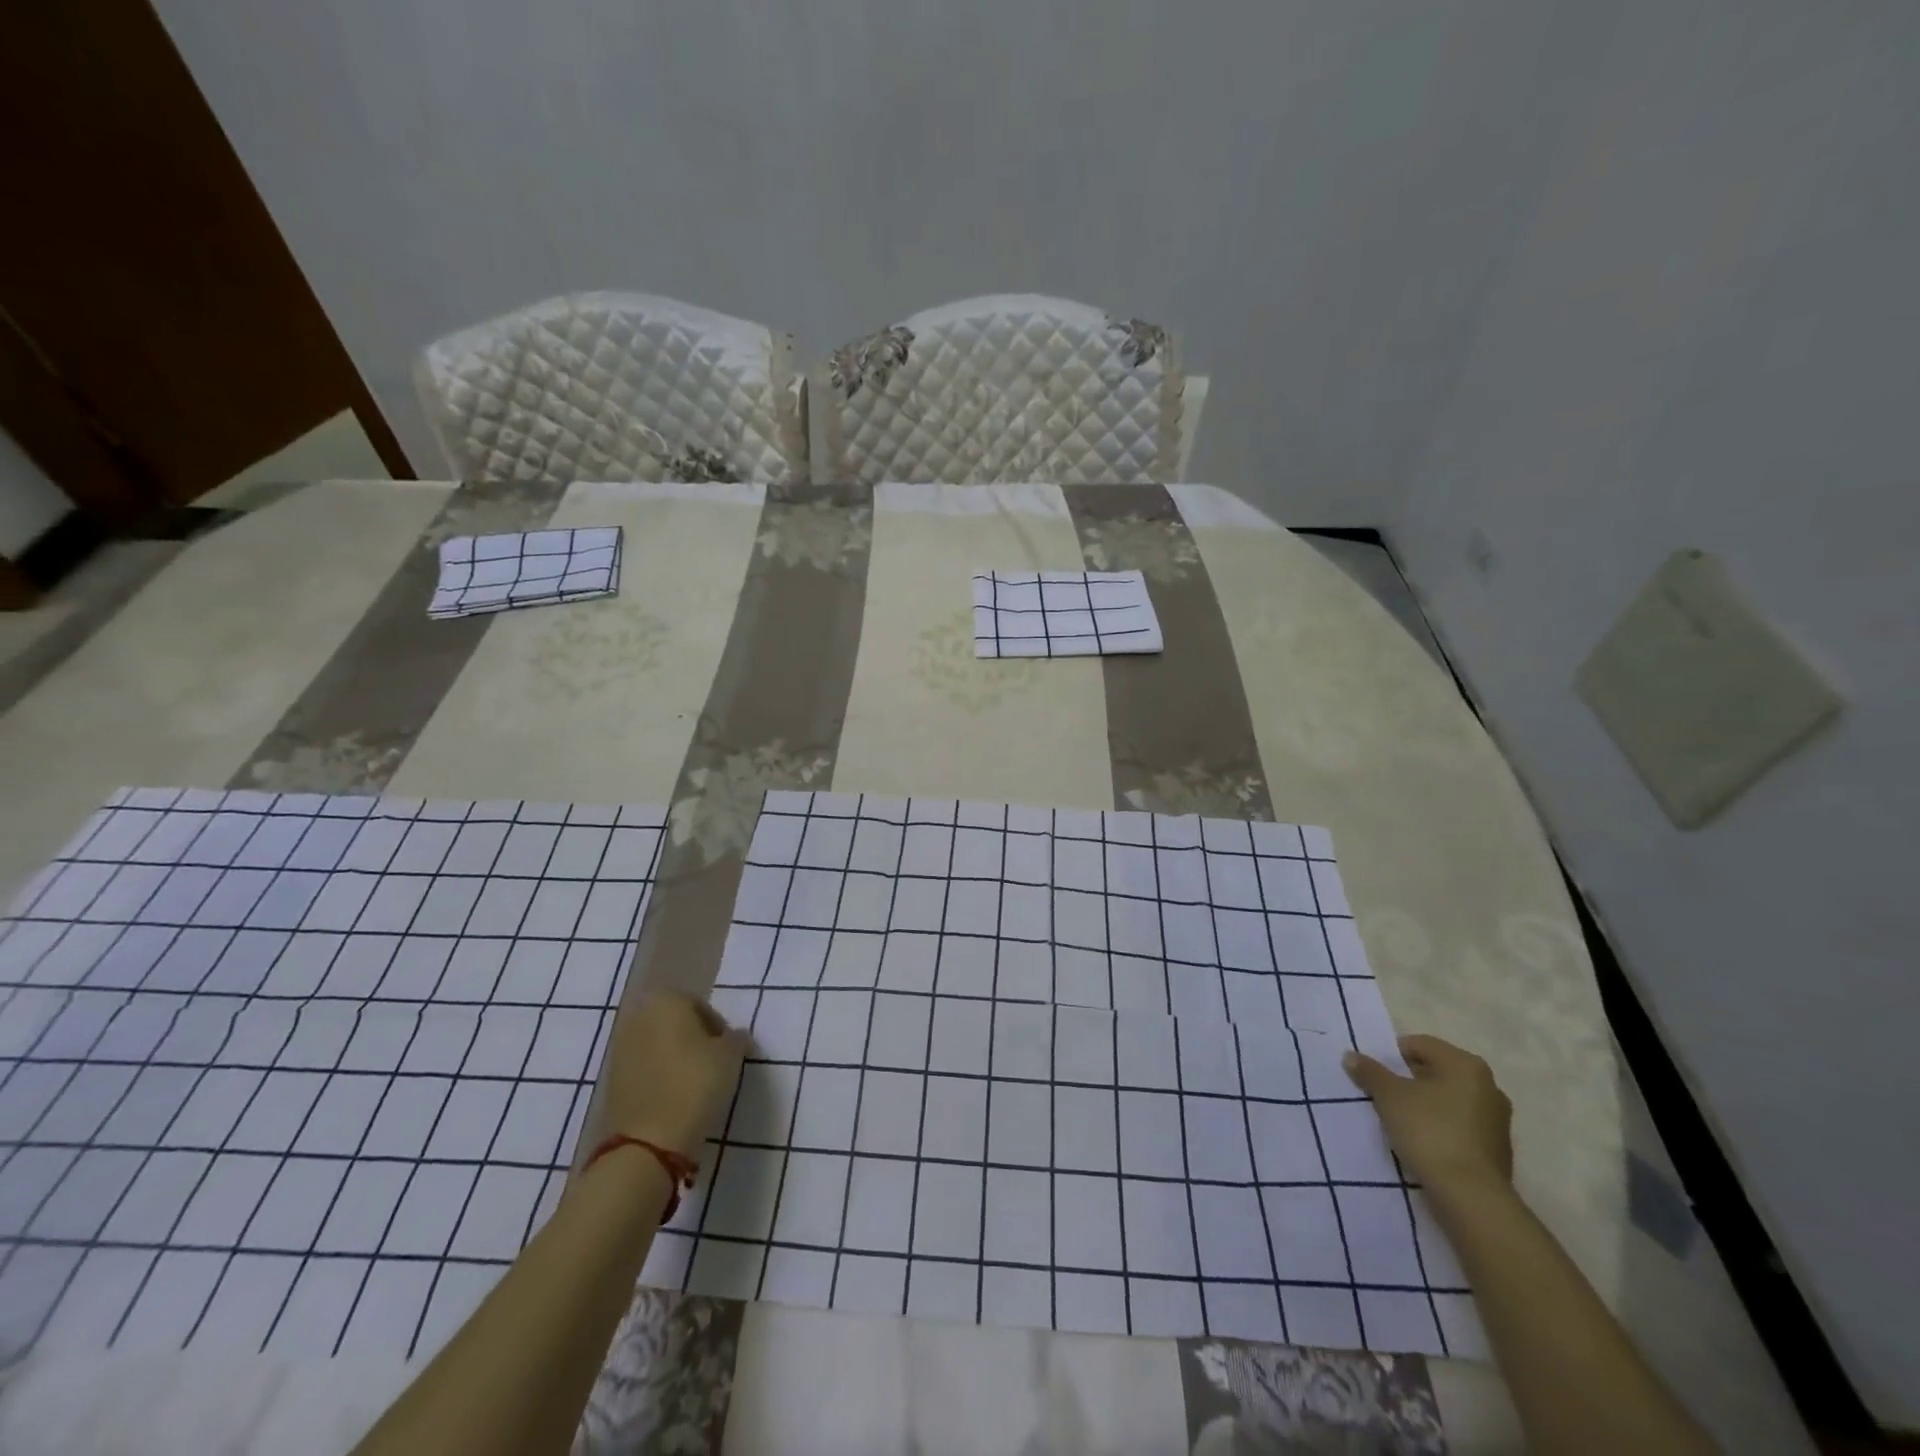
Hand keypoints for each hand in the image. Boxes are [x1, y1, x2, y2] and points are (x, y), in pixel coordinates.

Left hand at [600, 991, 748, 1158]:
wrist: (648, 1141)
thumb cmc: (695, 1083)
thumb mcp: (731, 1056)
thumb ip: (736, 1038)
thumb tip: (735, 1037)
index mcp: (667, 1001)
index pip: (699, 1005)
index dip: (717, 1026)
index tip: (728, 1049)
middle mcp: (638, 1016)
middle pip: (674, 1022)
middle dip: (693, 1038)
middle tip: (712, 1063)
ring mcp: (620, 1048)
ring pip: (657, 1044)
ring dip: (674, 1056)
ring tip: (693, 1082)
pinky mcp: (610, 1080)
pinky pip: (643, 1068)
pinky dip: (658, 1075)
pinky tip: (673, 1096)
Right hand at [1343, 1034, 1512, 1194]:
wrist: (1471, 1196)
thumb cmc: (1429, 1131)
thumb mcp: (1389, 1096)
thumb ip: (1369, 1071)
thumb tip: (1351, 1056)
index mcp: (1465, 1064)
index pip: (1419, 1044)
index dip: (1392, 1055)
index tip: (1375, 1074)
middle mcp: (1488, 1085)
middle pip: (1436, 1071)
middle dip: (1408, 1080)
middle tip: (1383, 1095)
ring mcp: (1497, 1119)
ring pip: (1448, 1099)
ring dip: (1424, 1104)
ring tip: (1400, 1120)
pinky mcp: (1497, 1148)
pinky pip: (1459, 1125)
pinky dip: (1440, 1126)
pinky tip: (1422, 1141)